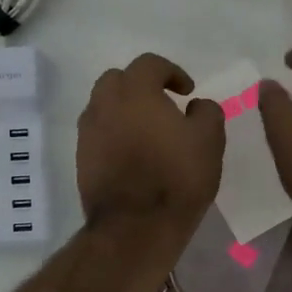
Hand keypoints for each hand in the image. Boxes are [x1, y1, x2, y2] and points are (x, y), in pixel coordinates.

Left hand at [77, 54, 225, 242]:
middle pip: (117, 80)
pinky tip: (132, 154)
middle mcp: (105, 104)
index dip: (172, 72)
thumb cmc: (177, 177)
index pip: (149, 64)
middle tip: (162, 105)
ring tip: (146, 131)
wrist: (135, 226)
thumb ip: (207, 112)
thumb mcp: (209, 140)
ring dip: (123, 110)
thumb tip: (196, 105)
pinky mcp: (81, 159)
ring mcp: (88, 132)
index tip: (187, 91)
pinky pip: (98, 133)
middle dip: (140, 86)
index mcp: (136, 92)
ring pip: (103, 106)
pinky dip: (113, 134)